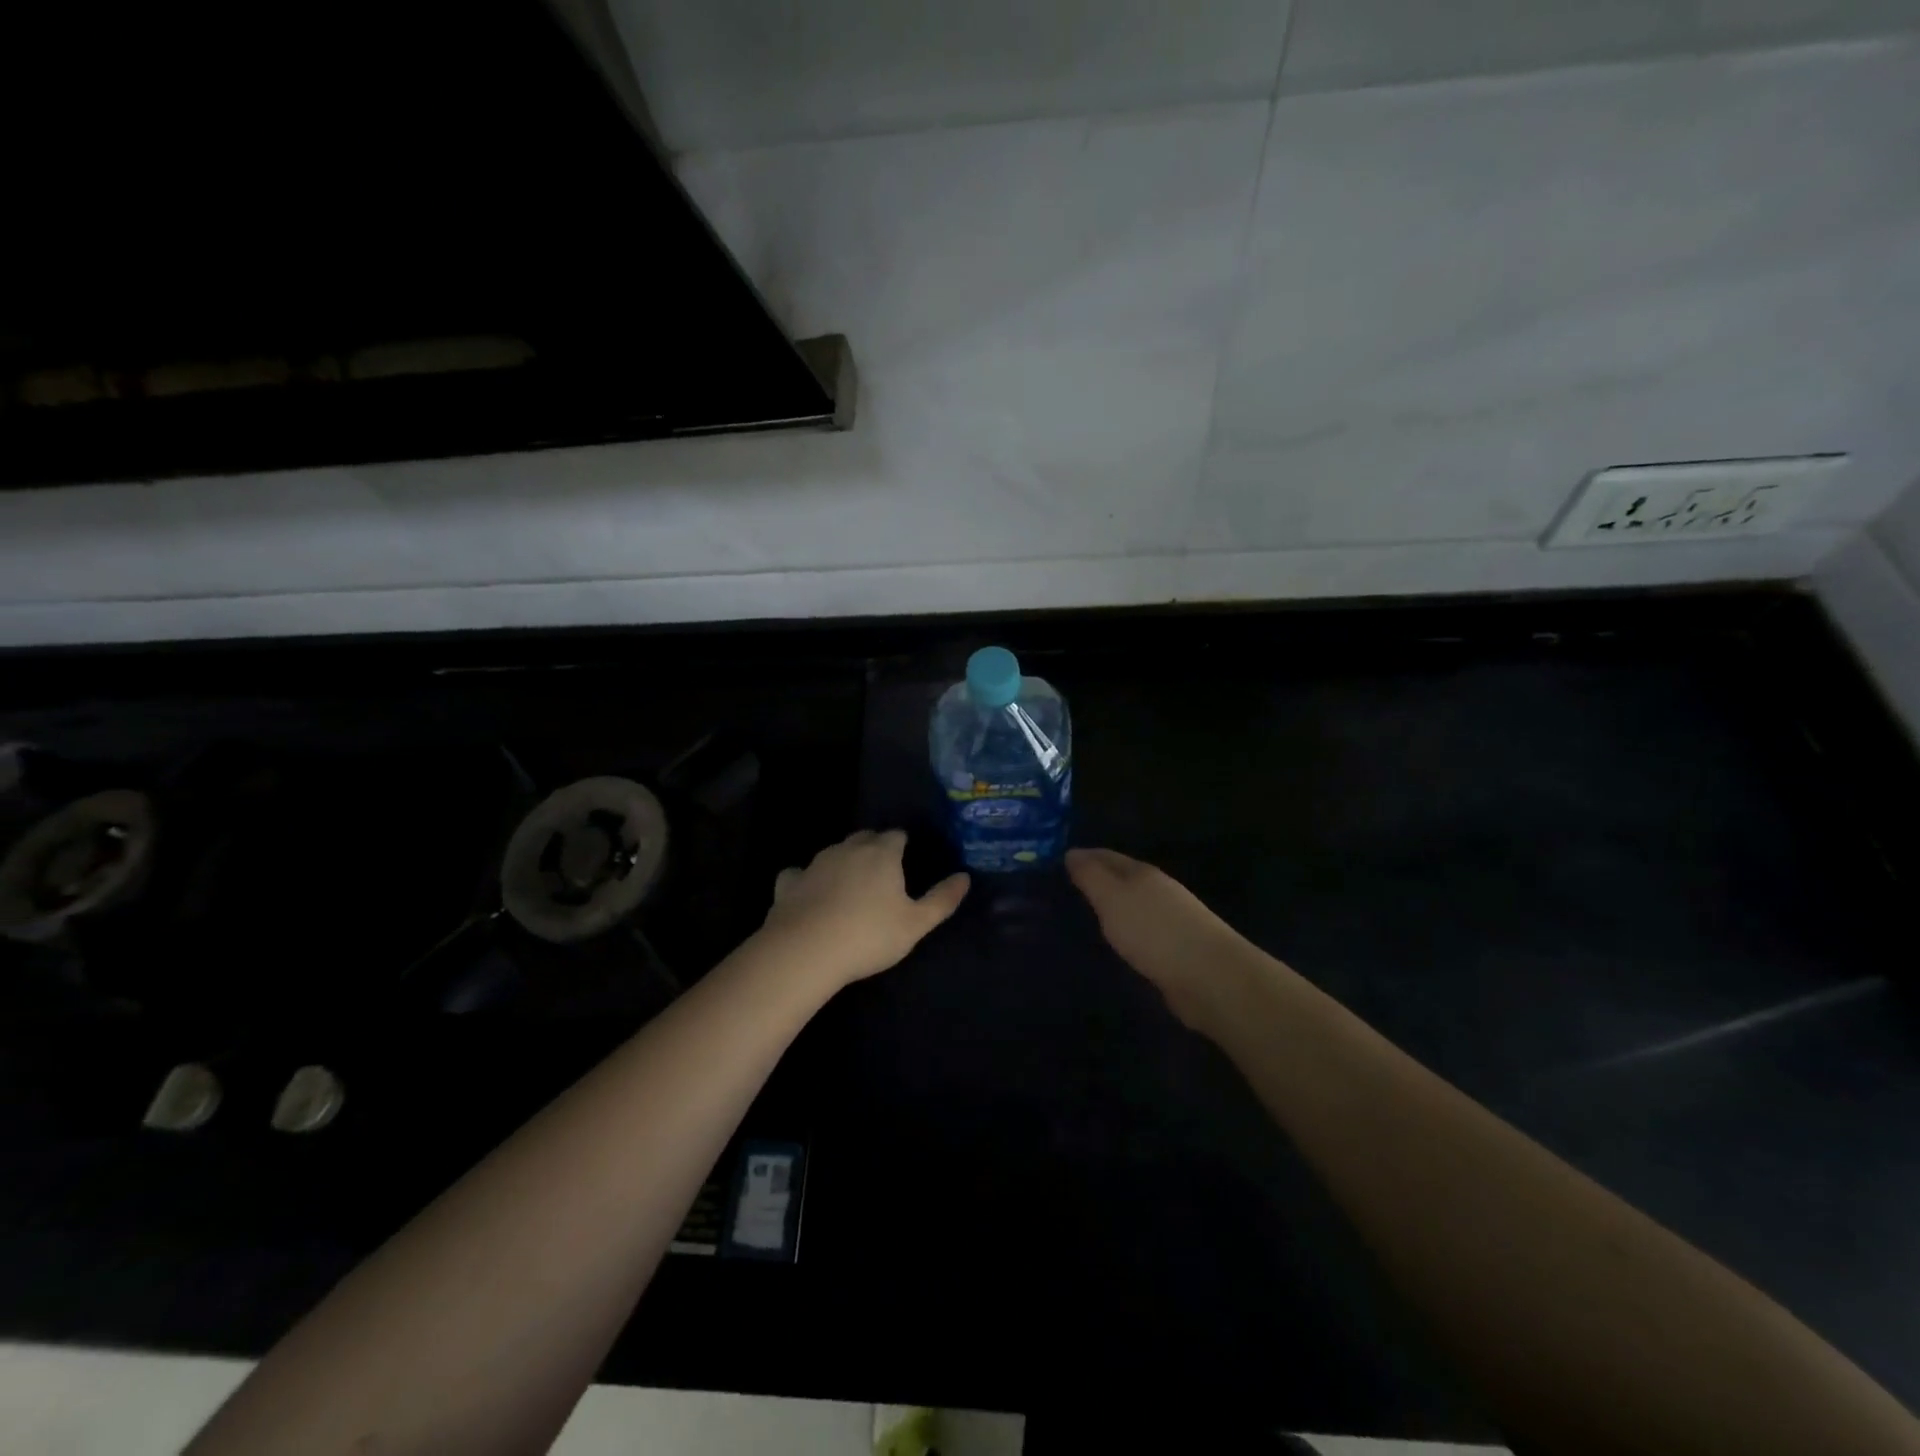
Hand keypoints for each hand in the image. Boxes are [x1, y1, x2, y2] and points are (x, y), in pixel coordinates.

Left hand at [757, 830, 969, 990]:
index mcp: (881, 853)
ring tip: (850, 887)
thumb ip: (942, 899)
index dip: (902, 844)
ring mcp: (815, 863)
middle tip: (882, 873)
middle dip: (874, 847)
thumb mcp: (916, 924)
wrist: (806, 951)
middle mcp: (848, 849)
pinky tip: (809, 895)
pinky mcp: (789, 882)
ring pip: (833, 852)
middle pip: (864, 838)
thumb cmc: (869, 935)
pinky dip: (807, 880)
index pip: (896, 835)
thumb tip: (964, 877)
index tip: (907, 859)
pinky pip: (800, 873)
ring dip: (843, 862)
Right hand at [1066, 847, 1251, 1028]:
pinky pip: (1139, 933)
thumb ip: (1091, 875)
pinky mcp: (1173, 950)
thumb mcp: (1113, 897)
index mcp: (1141, 873)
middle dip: (1093, 881)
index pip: (1105, 855)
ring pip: (1129, 906)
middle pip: (1119, 879)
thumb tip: (1071, 852)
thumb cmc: (1154, 930)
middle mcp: (1156, 890)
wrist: (1209, 977)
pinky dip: (1122, 932)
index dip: (1081, 857)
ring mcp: (1168, 920)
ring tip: (1079, 917)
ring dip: (1108, 908)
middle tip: (1059, 891)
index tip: (1052, 864)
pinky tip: (1111, 943)